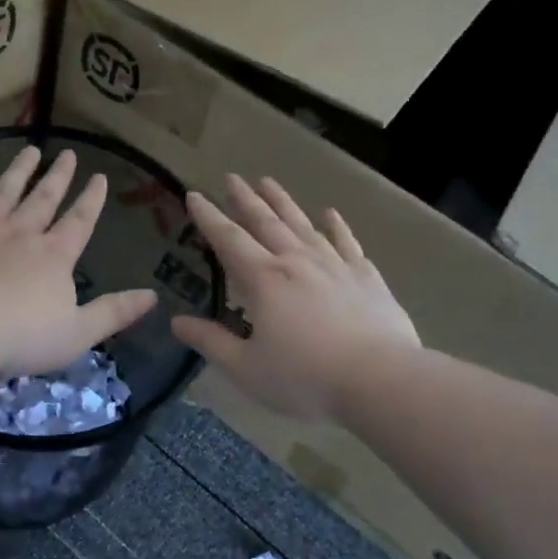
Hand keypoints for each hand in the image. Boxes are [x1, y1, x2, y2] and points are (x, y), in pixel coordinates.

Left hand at [0, 146, 157, 377]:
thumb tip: (153, 296)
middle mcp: (18, 234)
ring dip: (16, 172)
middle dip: (57, 177)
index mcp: (53, 257)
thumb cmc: (18, 337)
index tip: (99, 176)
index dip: (91, 200)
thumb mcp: (77, 333)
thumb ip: (114, 313)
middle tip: (68, 154)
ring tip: (29, 151)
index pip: (79, 222)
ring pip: (1, 193)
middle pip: (42, 200)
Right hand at [171, 174, 419, 420]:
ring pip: (303, 225)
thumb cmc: (305, 378)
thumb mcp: (246, 368)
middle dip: (245, 200)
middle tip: (233, 177)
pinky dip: (337, 226)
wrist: (380, 380)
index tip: (194, 195)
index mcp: (264, 280)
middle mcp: (296, 262)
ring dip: (284, 203)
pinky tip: (330, 214)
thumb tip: (177, 322)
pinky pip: (347, 243)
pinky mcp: (366, 278)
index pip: (229, 240)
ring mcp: (335, 266)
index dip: (209, 217)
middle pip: (266, 222)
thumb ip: (211, 342)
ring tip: (269, 182)